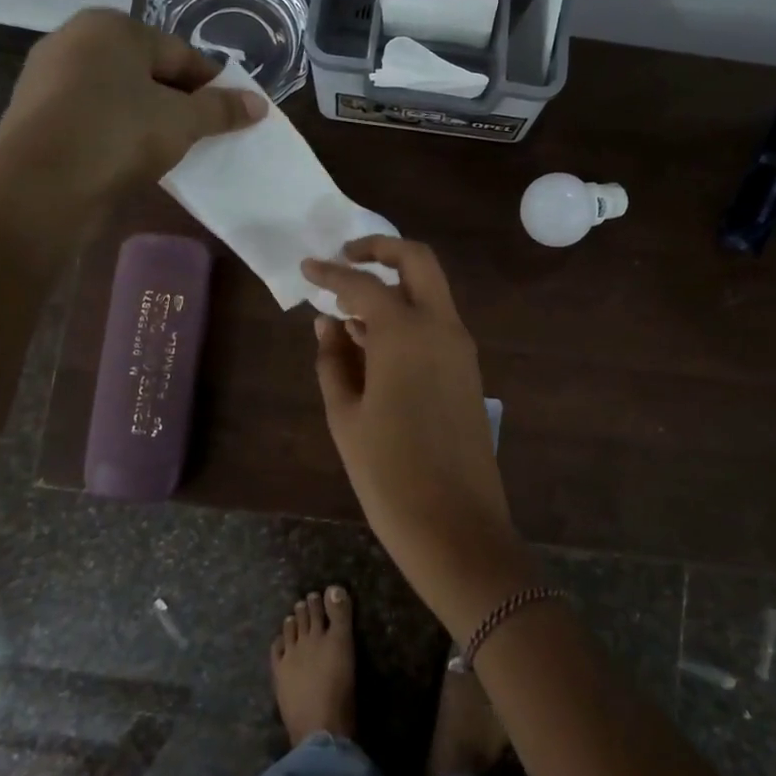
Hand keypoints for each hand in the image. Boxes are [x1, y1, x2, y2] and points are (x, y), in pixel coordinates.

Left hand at [0, 9, 265, 214]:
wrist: (41, 184)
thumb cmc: (119, 134)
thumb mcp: (183, 121)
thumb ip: (222, 109)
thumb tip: (259, 104)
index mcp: (112, 27)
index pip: (180, 53)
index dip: (213, 84)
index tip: (235, 113)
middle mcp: (74, 39)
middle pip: (147, 71)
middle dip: (180, 100)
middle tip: (206, 133)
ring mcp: (47, 76)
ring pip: (118, 94)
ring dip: (148, 117)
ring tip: (173, 149)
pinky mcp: (34, 113)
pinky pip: (92, 115)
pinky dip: (116, 130)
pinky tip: (132, 157)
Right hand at [305, 238, 537, 636]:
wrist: (456, 525)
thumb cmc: (389, 474)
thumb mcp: (346, 416)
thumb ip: (333, 360)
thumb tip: (327, 323)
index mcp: (406, 333)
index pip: (363, 284)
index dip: (330, 273)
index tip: (306, 267)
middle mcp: (441, 327)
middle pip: (418, 261)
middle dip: (381, 249)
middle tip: (345, 258)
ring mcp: (461, 348)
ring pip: (431, 291)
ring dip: (395, 286)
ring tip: (348, 310)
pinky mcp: (468, 371)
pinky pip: (437, 323)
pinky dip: (408, 315)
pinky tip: (375, 341)